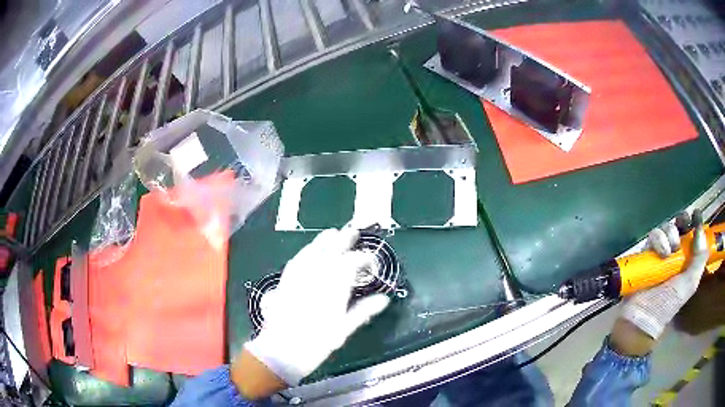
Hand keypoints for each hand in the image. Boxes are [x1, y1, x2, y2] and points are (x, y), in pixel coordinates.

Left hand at [241, 228, 390, 391]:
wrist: (282, 350)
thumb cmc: (317, 342)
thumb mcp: (344, 329)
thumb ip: (364, 311)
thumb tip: (384, 299)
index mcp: (334, 285)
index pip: (352, 262)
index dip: (363, 258)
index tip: (371, 260)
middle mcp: (317, 274)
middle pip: (332, 250)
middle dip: (343, 240)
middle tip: (352, 231)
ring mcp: (298, 276)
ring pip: (313, 251)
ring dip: (323, 241)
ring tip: (331, 233)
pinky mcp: (285, 280)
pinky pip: (297, 259)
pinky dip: (305, 251)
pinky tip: (308, 251)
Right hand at [612, 210, 708, 355]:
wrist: (644, 316)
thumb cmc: (669, 303)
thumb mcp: (690, 284)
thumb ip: (699, 259)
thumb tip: (700, 230)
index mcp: (686, 258)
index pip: (692, 233)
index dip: (695, 222)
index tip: (696, 214)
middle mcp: (674, 252)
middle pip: (679, 225)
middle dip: (682, 222)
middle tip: (683, 227)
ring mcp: (659, 251)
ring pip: (666, 227)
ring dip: (670, 234)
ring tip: (670, 251)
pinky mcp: (646, 252)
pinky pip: (653, 235)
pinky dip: (658, 240)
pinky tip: (661, 253)